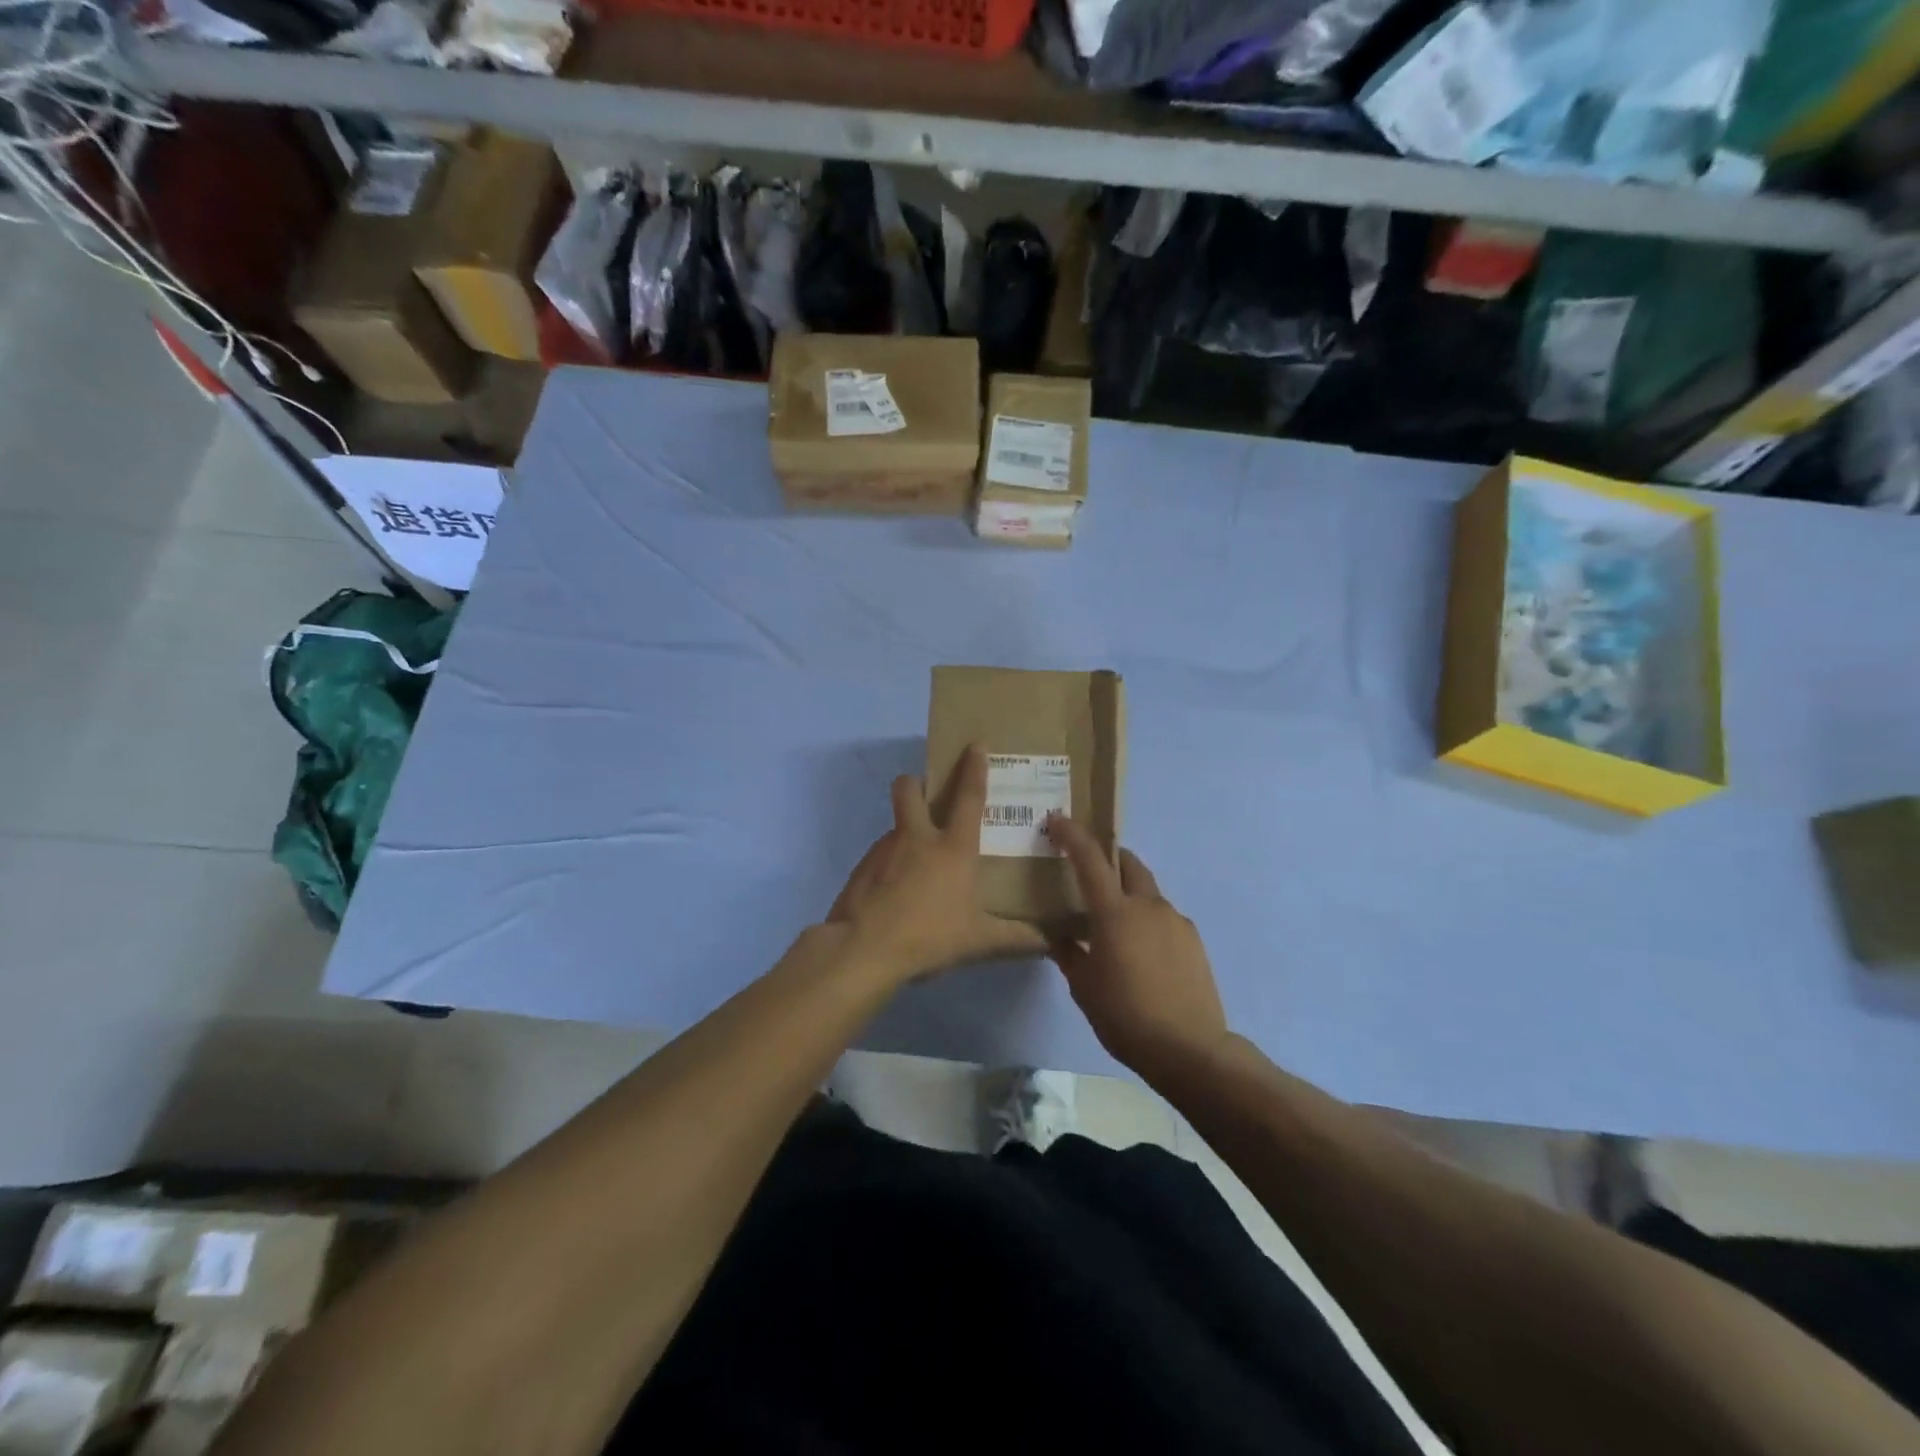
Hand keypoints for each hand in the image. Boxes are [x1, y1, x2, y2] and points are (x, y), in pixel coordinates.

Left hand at [825, 745, 1047, 983]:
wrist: (863, 949)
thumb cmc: (929, 936)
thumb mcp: (979, 941)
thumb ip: (1016, 938)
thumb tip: (1049, 942)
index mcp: (952, 848)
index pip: (968, 797)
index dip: (973, 768)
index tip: (975, 745)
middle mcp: (916, 838)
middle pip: (909, 789)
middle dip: (917, 782)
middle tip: (928, 798)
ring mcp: (884, 849)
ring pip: (894, 825)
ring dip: (906, 832)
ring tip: (918, 868)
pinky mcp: (861, 868)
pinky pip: (880, 856)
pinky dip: (890, 866)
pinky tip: (896, 894)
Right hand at [1046, 816, 1228, 1076]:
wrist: (1189, 1048)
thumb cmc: (1125, 1015)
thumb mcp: (1084, 987)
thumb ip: (1069, 953)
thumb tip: (1060, 936)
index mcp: (1114, 912)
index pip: (1090, 859)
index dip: (1072, 835)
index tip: (1056, 821)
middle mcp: (1148, 905)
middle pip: (1128, 864)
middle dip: (1109, 858)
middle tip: (1089, 871)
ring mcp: (1175, 921)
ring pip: (1147, 892)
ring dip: (1128, 894)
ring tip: (1114, 926)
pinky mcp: (1193, 940)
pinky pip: (1164, 917)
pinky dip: (1147, 920)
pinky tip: (1141, 952)